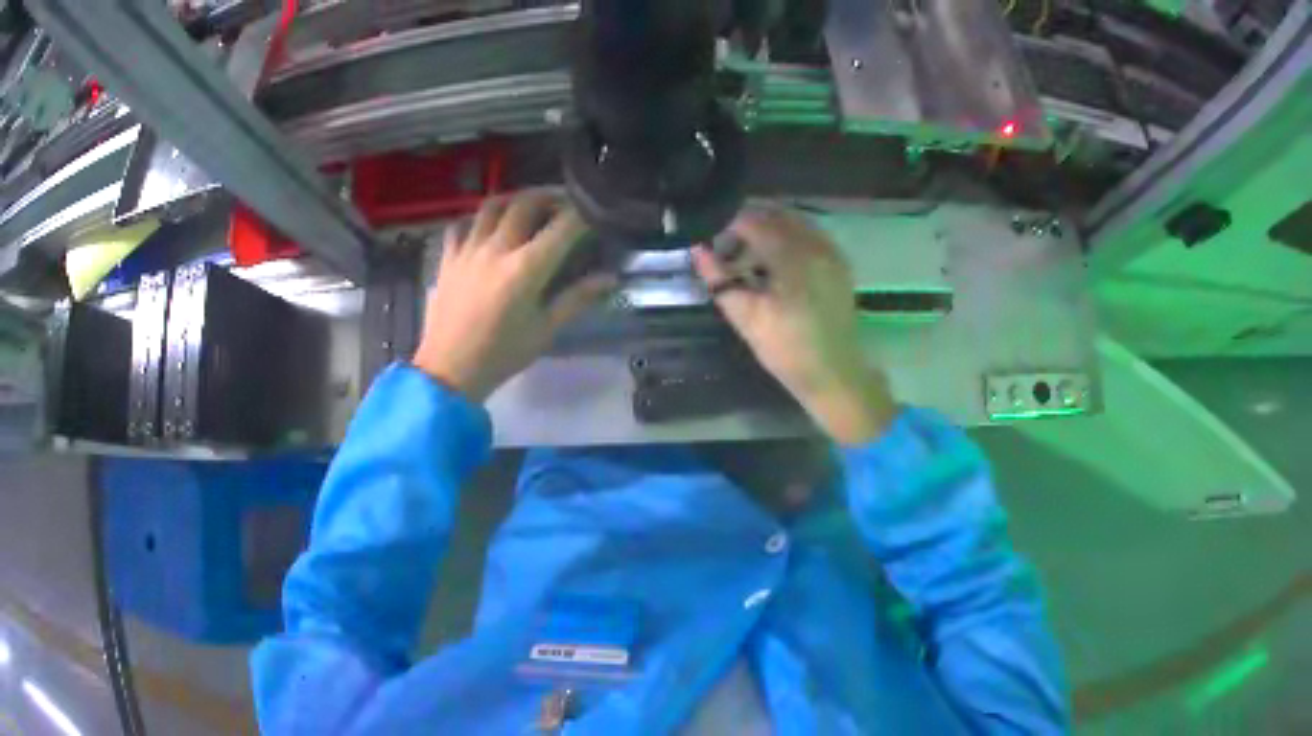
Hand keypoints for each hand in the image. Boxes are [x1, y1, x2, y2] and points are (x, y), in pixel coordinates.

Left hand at [412, 191, 616, 401]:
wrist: (449, 372)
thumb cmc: (502, 355)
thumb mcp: (545, 330)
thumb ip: (576, 298)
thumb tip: (610, 278)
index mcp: (526, 268)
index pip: (562, 226)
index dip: (582, 214)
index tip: (592, 213)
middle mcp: (497, 249)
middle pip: (526, 203)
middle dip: (549, 197)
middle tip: (563, 203)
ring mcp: (468, 250)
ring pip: (492, 205)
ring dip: (514, 199)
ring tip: (526, 206)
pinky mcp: (448, 258)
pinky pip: (462, 224)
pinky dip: (478, 218)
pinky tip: (486, 227)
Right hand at [692, 208, 896, 443]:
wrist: (834, 373)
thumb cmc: (787, 349)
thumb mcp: (746, 318)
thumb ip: (719, 279)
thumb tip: (698, 250)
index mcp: (790, 256)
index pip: (752, 221)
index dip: (727, 225)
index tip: (712, 239)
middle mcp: (814, 244)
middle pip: (775, 214)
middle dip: (748, 224)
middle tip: (729, 246)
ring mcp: (830, 251)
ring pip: (794, 221)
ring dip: (770, 228)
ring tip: (751, 253)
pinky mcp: (839, 263)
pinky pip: (810, 234)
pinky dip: (790, 237)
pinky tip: (778, 260)